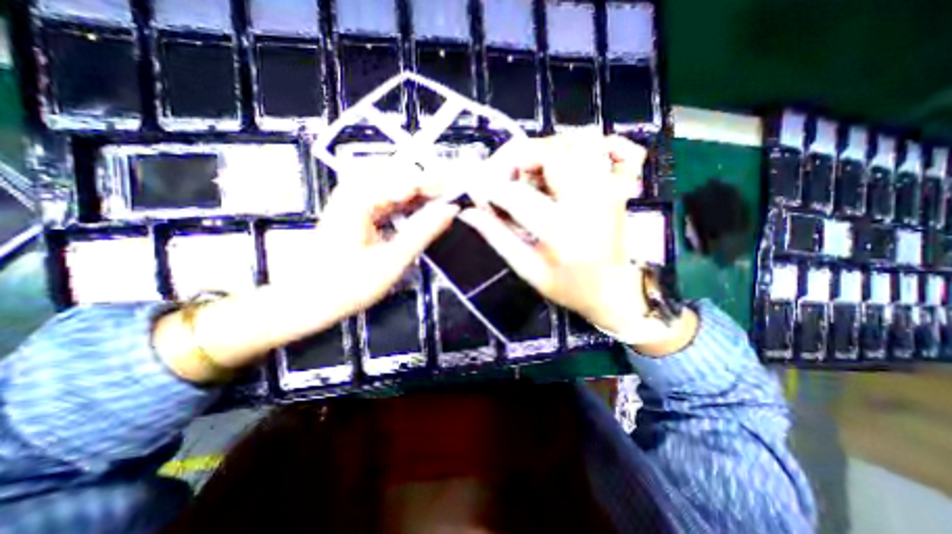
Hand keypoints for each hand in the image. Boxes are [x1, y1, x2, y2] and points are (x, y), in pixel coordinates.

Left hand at [155, 168, 458, 383]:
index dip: (438, 183)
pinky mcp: (358, 209)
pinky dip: (409, 202)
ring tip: (443, 201)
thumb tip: (449, 211)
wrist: (309, 299)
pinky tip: (423, 209)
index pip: (408, 179)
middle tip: (454, 196)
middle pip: (402, 174)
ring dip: (421, 192)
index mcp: (359, 198)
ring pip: (396, 183)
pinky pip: (390, 195)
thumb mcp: (392, 260)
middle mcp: (355, 190)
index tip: (460, 190)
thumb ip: (423, 232)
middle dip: (430, 184)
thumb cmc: (347, 284)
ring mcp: (354, 198)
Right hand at [462, 131, 692, 352]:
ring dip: (550, 150)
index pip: (514, 193)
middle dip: (517, 158)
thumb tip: (469, 212)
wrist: (614, 293)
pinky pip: (623, 150)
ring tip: (536, 173)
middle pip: (550, 152)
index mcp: (560, 228)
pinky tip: (582, 160)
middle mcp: (588, 200)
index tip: (478, 191)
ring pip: (581, 141)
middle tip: (506, 178)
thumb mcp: (527, 268)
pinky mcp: (623, 188)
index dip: (489, 187)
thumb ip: (497, 236)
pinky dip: (603, 145)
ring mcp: (611, 189)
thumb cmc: (569, 287)